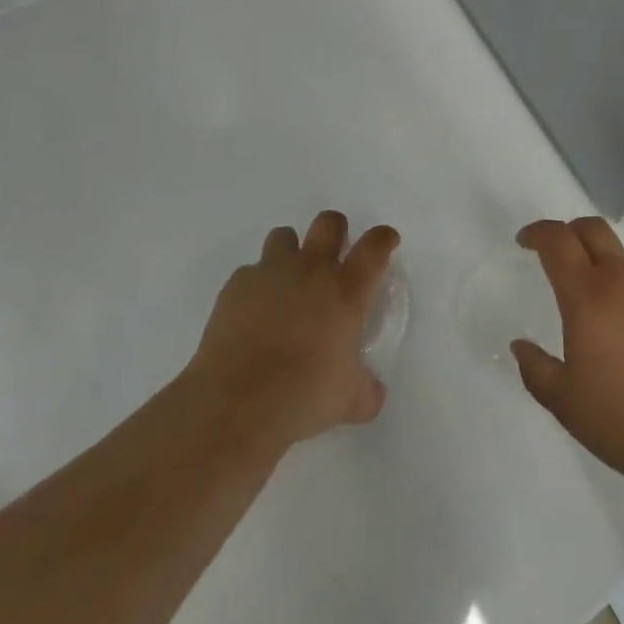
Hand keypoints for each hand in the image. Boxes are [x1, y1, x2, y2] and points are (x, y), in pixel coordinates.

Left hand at [190, 211, 399, 448]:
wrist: (238, 401)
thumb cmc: (304, 395)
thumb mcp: (348, 400)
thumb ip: (366, 389)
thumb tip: (373, 393)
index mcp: (346, 290)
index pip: (375, 246)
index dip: (383, 238)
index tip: (386, 241)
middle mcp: (312, 269)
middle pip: (329, 222)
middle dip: (336, 231)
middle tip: (334, 255)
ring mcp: (271, 272)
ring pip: (285, 235)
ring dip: (291, 251)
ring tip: (288, 281)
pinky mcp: (237, 284)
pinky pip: (250, 272)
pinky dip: (256, 285)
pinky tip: (253, 312)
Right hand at [512, 217, 623, 494]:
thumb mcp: (566, 404)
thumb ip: (536, 370)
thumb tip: (520, 346)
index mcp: (588, 296)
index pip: (558, 241)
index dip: (537, 233)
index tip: (525, 241)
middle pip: (594, 230)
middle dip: (570, 232)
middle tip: (559, 254)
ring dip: (606, 270)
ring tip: (602, 312)